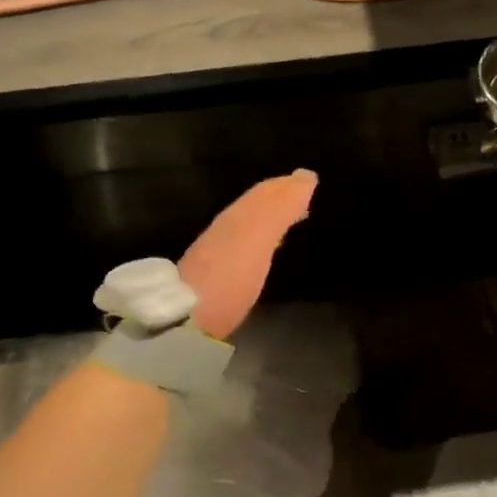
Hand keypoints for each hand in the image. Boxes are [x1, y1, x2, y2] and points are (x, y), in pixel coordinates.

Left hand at [179, 170, 317, 338]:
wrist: (186, 320)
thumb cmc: (227, 277)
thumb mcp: (257, 237)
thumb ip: (279, 208)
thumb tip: (305, 177)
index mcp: (236, 217)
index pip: (264, 193)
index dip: (287, 185)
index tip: (309, 181)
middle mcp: (225, 229)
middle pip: (255, 207)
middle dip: (279, 199)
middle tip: (304, 197)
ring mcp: (218, 254)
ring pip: (250, 226)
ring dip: (271, 218)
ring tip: (293, 219)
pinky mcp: (217, 279)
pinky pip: (246, 247)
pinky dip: (262, 240)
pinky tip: (267, 251)